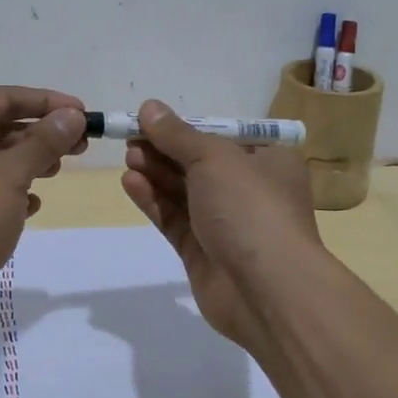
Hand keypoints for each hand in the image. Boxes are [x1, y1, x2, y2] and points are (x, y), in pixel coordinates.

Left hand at [0, 86, 87, 311]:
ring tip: (57, 172)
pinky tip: (30, 204)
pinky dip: (3, 189)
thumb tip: (72, 116)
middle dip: (38, 135)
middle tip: (79, 147)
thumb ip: (44, 142)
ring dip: (24, 161)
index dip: (49, 103)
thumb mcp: (11, 175)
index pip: (4, 98)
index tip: (84, 114)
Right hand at [119, 100, 324, 347]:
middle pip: (199, 163)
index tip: (151, 119)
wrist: (267, 291)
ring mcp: (226, 224)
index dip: (187, 128)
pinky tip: (130, 183)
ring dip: (156, 172)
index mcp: (268, 161)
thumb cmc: (250, 207)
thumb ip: (178, 135)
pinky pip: (174, 219)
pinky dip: (154, 200)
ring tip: (128, 157)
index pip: (223, 137)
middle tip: (131, 139)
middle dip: (165, 150)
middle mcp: (249, 190)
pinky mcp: (203, 252)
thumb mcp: (214, 158)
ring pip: (184, 192)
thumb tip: (150, 107)